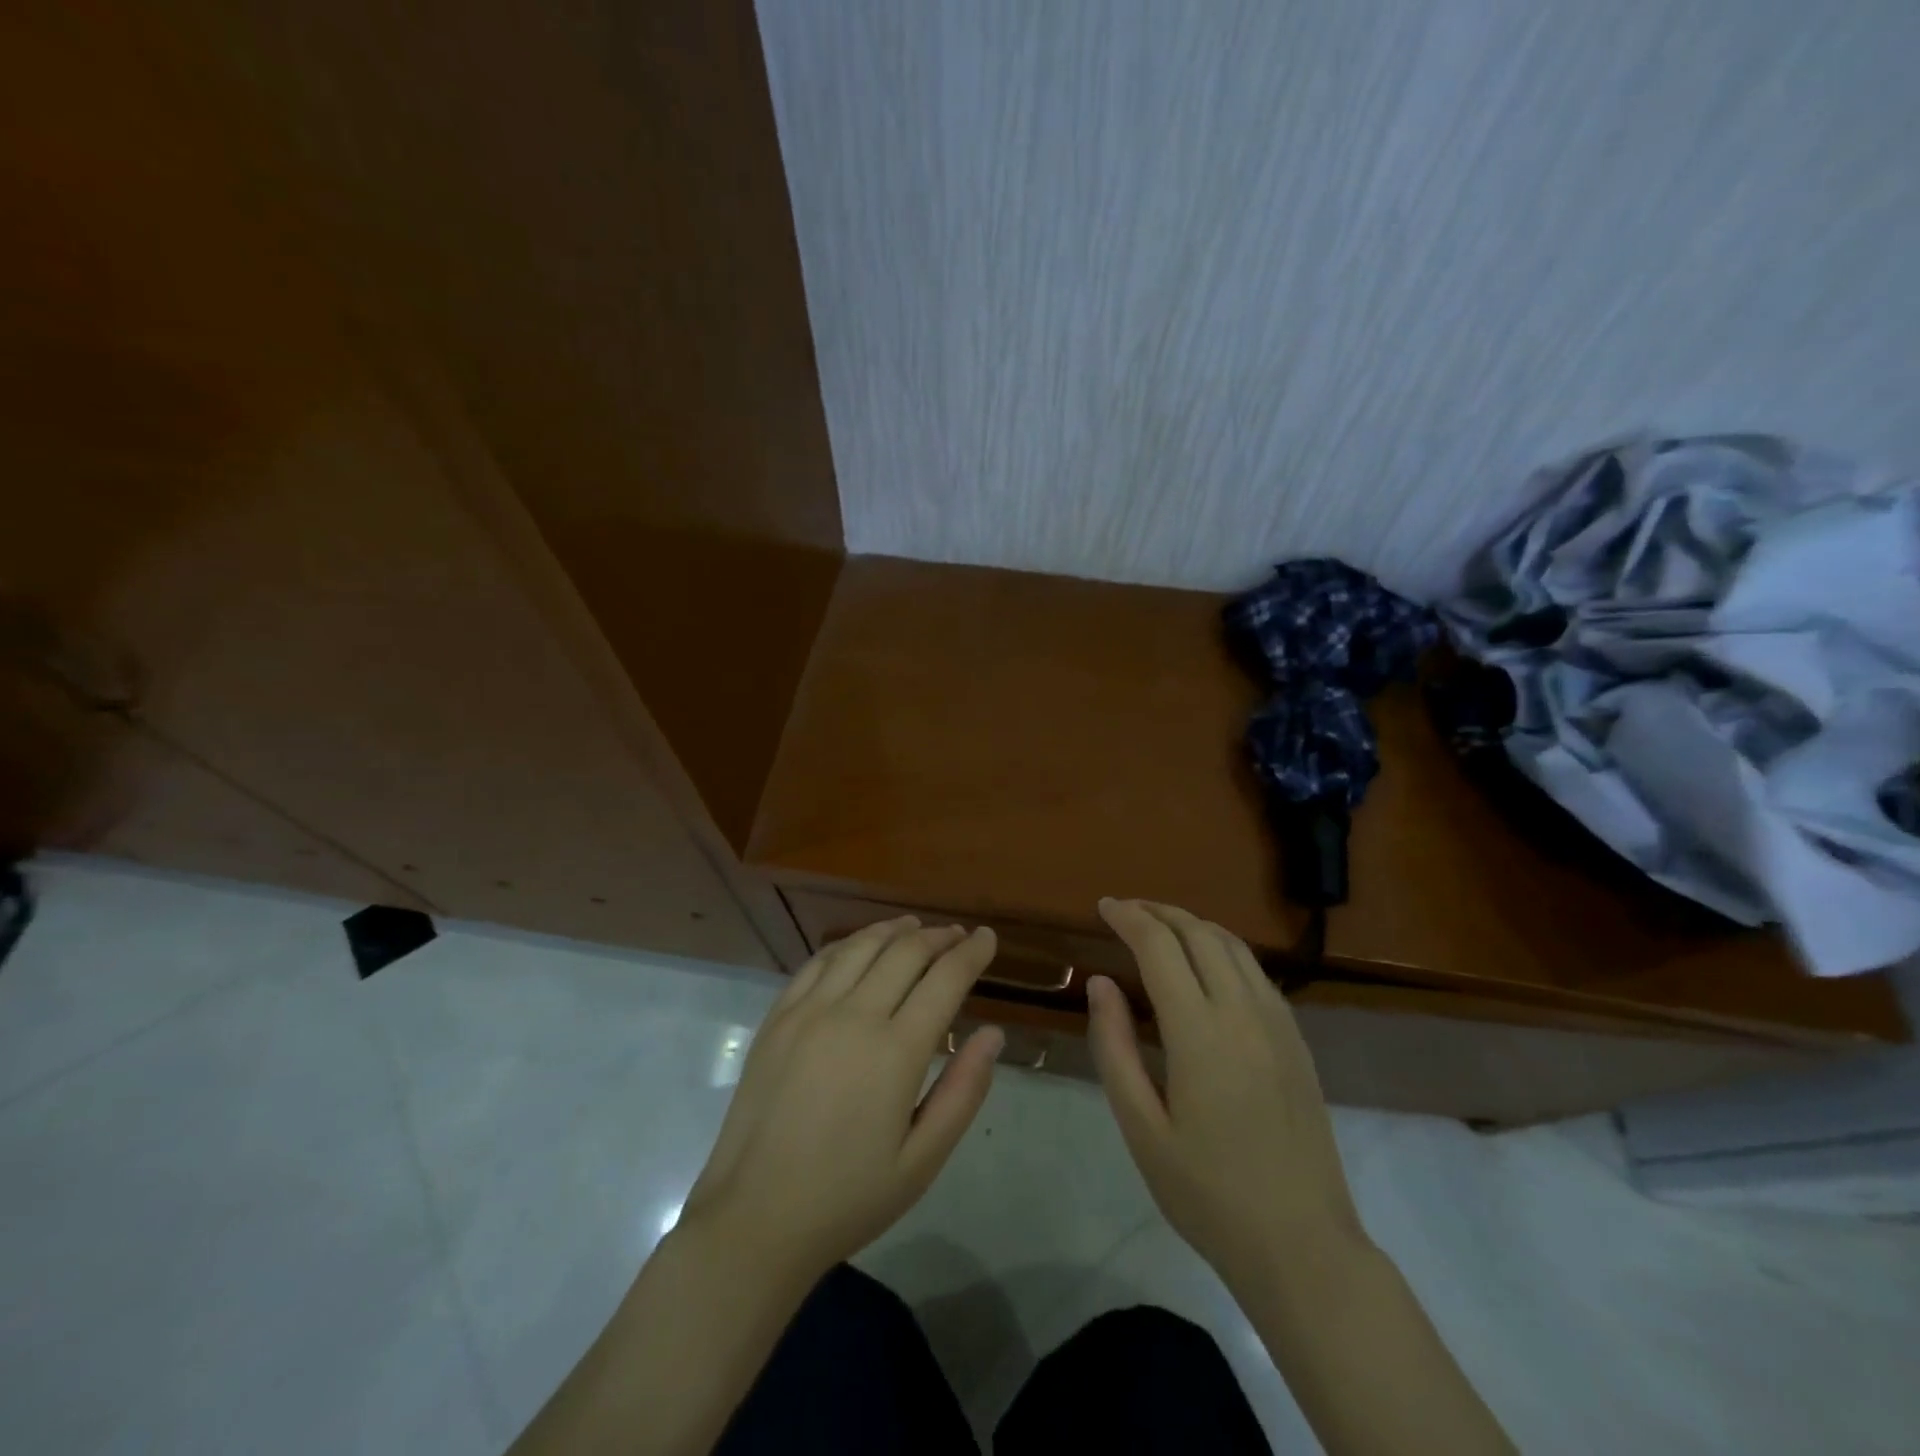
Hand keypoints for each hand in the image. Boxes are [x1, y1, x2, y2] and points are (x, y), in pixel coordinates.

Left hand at [680, 917, 1002, 1285]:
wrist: (755, 1219)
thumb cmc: (848, 1198)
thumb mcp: (922, 1161)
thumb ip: (963, 1091)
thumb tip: (993, 1034)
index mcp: (896, 1051)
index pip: (945, 979)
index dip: (971, 952)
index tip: (987, 937)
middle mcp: (853, 1016)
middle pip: (905, 952)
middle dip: (938, 937)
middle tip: (958, 936)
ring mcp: (809, 1011)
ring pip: (861, 946)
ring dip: (894, 930)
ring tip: (915, 927)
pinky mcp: (778, 1017)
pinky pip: (819, 962)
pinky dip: (848, 944)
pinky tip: (860, 946)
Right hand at [1087, 899, 1364, 1287]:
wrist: (1303, 1246)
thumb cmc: (1208, 1194)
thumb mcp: (1141, 1128)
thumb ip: (1114, 1047)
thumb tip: (1100, 983)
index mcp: (1200, 1032)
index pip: (1159, 947)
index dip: (1128, 918)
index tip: (1103, 906)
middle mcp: (1243, 1012)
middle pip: (1199, 933)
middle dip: (1158, 912)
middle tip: (1125, 910)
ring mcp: (1277, 1023)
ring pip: (1233, 945)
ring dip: (1192, 924)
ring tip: (1160, 927)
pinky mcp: (1296, 1039)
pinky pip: (1255, 971)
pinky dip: (1222, 949)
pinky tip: (1206, 966)